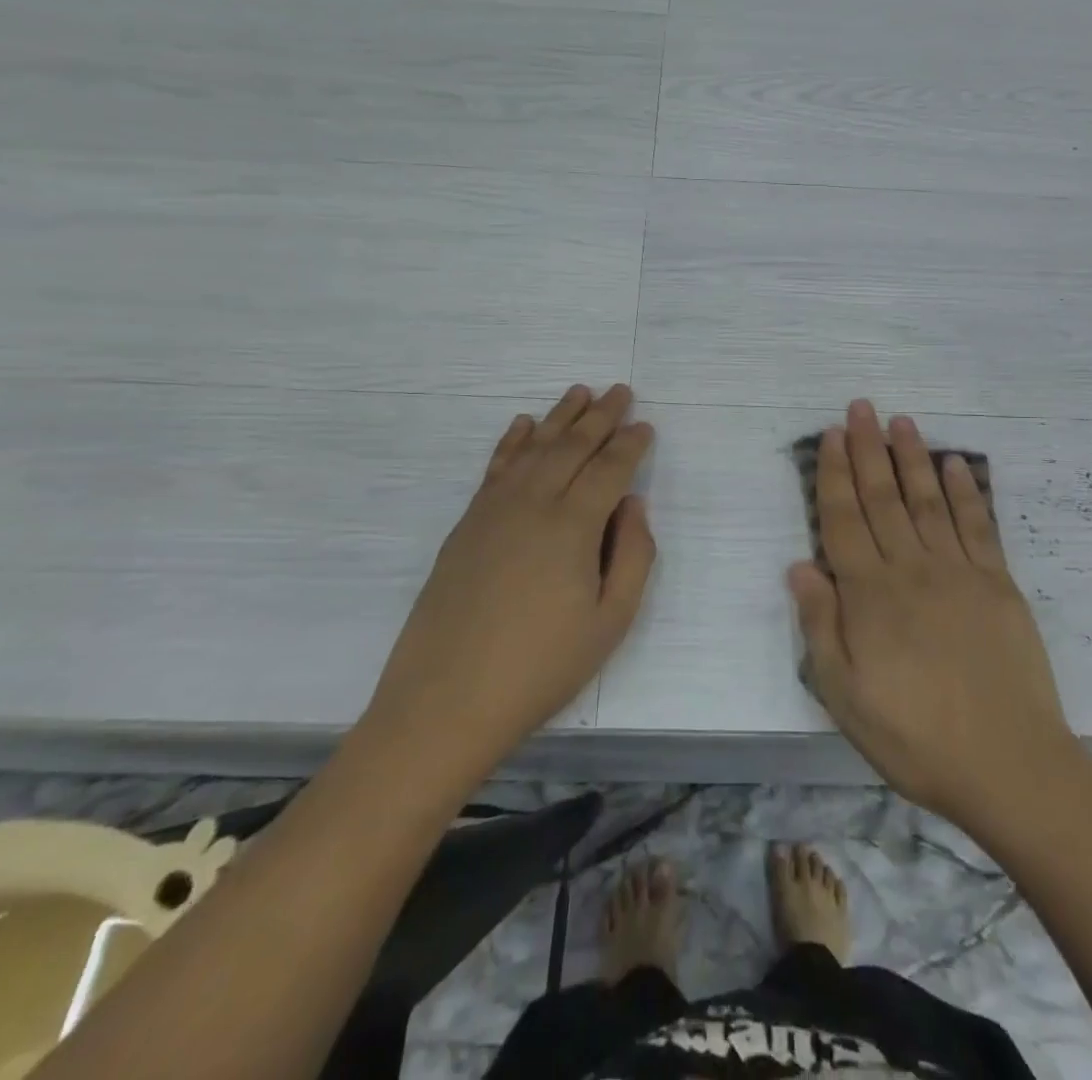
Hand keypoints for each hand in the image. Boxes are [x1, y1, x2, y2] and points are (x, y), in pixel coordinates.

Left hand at [362, 384, 654, 777]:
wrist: (446, 700)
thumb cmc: (541, 667)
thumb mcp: (610, 622)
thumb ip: (633, 556)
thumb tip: (634, 504)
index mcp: (573, 526)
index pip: (609, 469)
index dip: (630, 445)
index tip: (645, 425)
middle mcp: (533, 503)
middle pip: (572, 446)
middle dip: (600, 416)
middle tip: (620, 391)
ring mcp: (493, 510)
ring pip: (534, 448)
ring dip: (559, 417)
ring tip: (579, 393)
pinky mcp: (466, 524)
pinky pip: (496, 467)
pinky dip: (513, 441)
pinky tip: (523, 425)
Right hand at [788, 399, 1074, 835]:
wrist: (1008, 765)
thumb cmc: (915, 737)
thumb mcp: (845, 696)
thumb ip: (820, 626)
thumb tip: (799, 566)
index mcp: (870, 595)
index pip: (843, 520)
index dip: (834, 474)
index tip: (830, 436)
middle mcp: (911, 569)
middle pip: (883, 497)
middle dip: (867, 449)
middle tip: (861, 407)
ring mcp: (958, 572)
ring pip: (927, 500)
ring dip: (912, 457)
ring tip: (901, 421)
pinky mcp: (998, 583)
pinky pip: (978, 526)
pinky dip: (964, 492)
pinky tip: (954, 465)